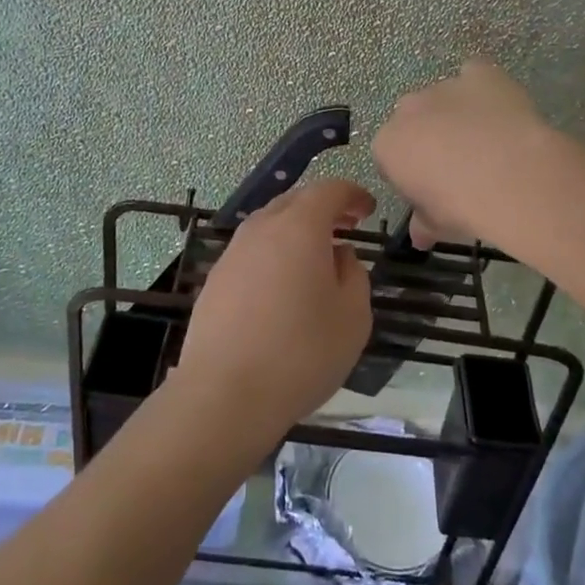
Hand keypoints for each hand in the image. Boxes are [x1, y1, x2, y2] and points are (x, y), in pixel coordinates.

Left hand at [174, 178, 374, 437]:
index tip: (368, 209)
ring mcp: (233, 253)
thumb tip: (340, 256)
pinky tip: (282, 287)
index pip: (329, 190)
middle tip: (346, 226)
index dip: (352, 195)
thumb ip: (354, 275)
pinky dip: (274, 254)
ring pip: (270, 225)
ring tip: (316, 257)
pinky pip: (252, 252)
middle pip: (296, 201)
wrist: (224, 394)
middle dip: (324, 208)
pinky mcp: (215, 280)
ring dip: (296, 231)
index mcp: (300, 226)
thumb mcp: (353, 317)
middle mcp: (262, 228)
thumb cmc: (301, 353)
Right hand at [373, 60, 552, 247]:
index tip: (433, 191)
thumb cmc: (461, 205)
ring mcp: (444, 87)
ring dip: (457, 114)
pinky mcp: (479, 73)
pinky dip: (483, 88)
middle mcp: (408, 109)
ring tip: (489, 143)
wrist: (508, 175)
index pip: (391, 157)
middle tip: (459, 167)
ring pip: (444, 98)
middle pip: (413, 121)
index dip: (412, 174)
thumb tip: (419, 237)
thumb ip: (423, 224)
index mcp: (388, 144)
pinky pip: (475, 74)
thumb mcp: (437, 224)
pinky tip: (500, 109)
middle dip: (430, 138)